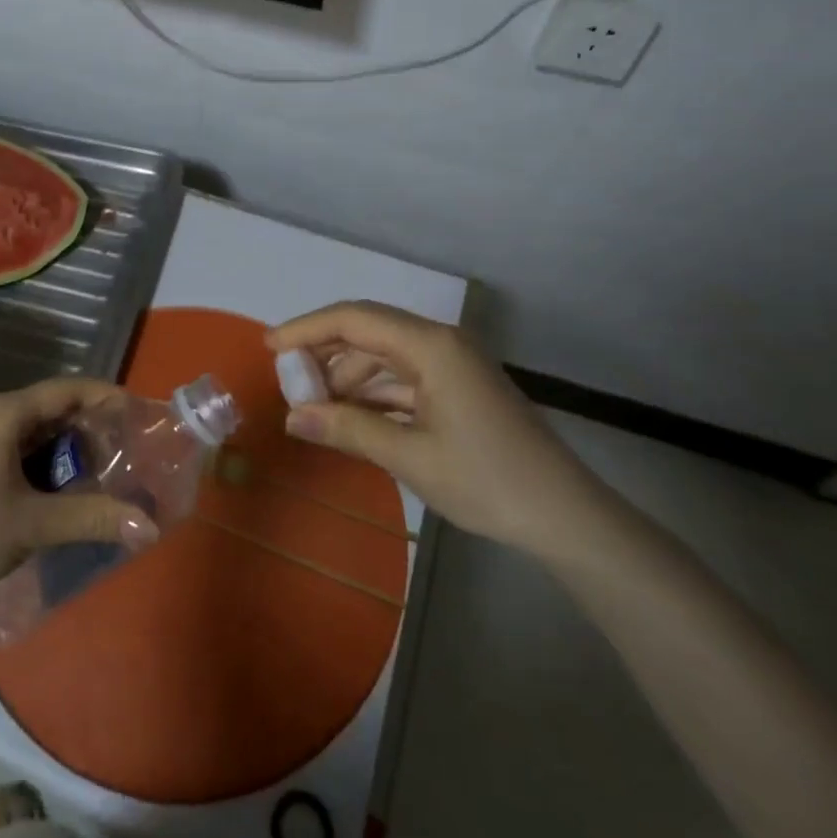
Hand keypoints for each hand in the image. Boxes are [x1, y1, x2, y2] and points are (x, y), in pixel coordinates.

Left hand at [0, 378, 158, 620]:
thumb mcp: (34, 525)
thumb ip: (92, 517)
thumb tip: (150, 526)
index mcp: (4, 413)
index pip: (68, 390)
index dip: (107, 397)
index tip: (140, 414)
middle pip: (53, 407)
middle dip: (91, 428)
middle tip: (126, 452)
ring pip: (35, 429)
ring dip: (68, 448)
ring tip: (101, 473)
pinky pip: (17, 446)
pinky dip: (45, 460)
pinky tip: (62, 488)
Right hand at [268, 302, 605, 556]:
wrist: (567, 517)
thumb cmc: (487, 480)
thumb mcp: (409, 456)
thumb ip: (347, 429)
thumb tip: (293, 417)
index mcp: (430, 345)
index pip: (353, 319)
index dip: (306, 329)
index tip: (269, 347)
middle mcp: (440, 342)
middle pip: (368, 331)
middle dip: (324, 351)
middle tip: (288, 379)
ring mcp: (453, 365)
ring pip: (385, 354)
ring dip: (348, 375)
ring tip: (314, 404)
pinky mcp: (460, 388)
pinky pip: (404, 377)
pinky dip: (374, 392)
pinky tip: (352, 416)